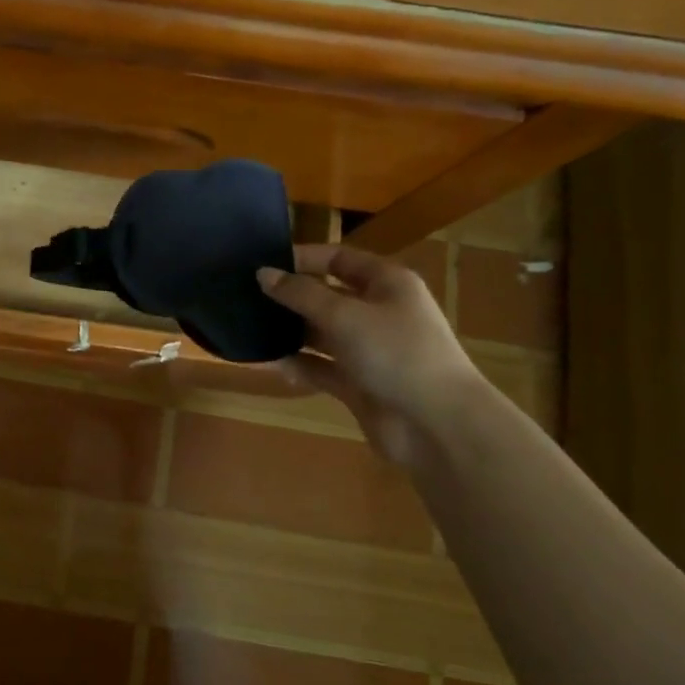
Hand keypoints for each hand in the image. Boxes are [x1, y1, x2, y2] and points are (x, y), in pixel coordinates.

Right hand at [257, 244, 481, 465]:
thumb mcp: (344, 316)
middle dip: (291, 297)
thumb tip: (263, 274)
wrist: (437, 425)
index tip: (262, 264)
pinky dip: (300, 365)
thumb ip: (300, 294)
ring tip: (250, 329)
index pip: (338, 259)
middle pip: (327, 296)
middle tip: (247, 298)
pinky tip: (272, 364)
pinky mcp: (360, 383)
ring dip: (291, 332)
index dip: (302, 258)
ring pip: (322, 334)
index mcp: (386, 284)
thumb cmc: (395, 353)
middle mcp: (378, 312)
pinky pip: (323, 368)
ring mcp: (370, 350)